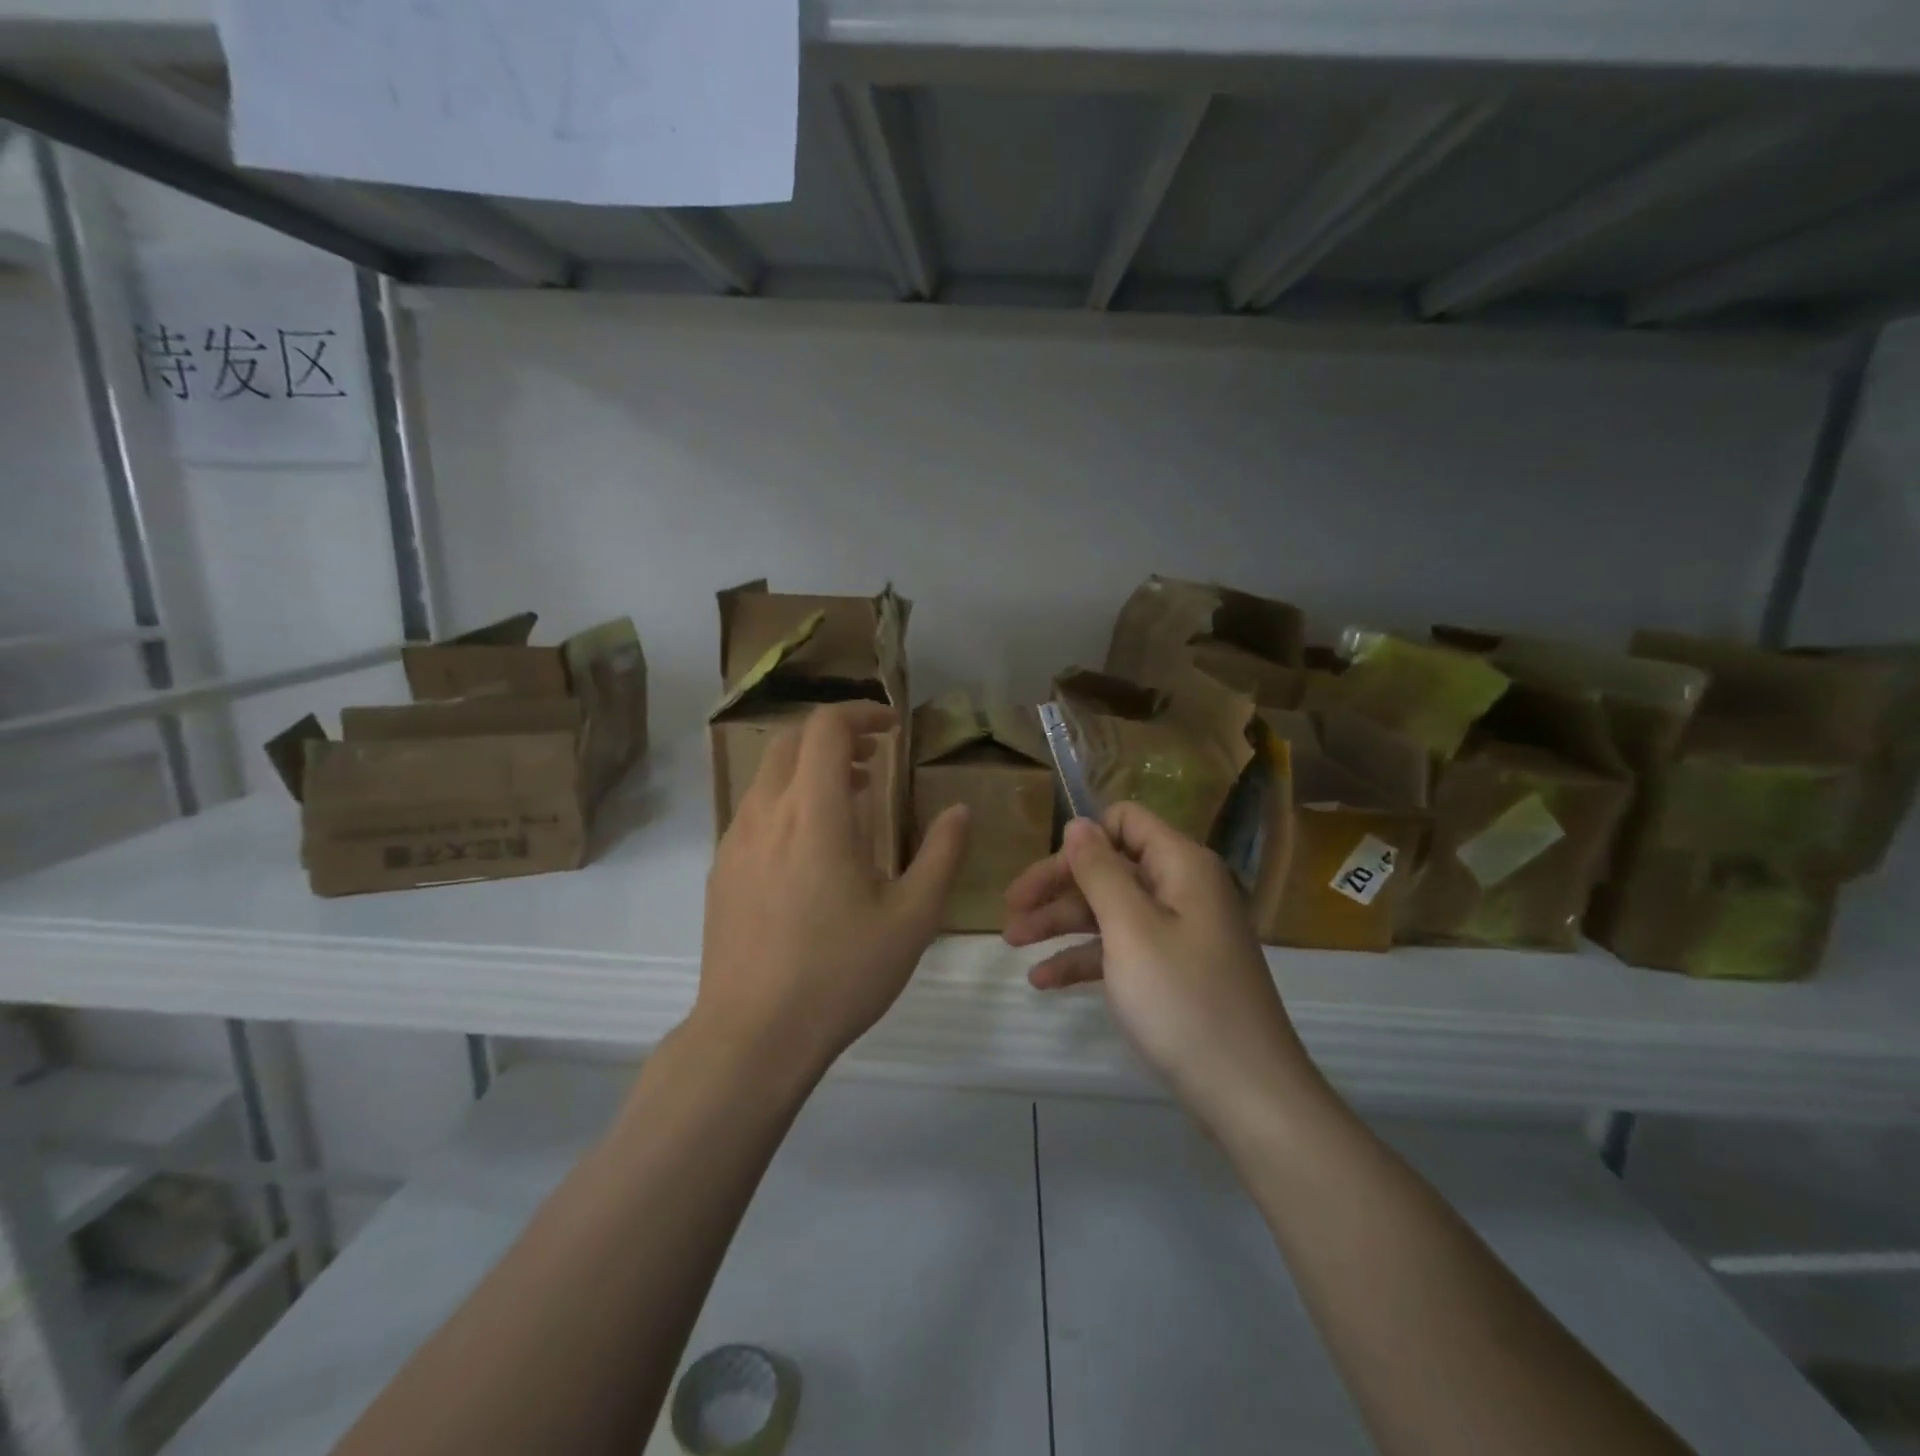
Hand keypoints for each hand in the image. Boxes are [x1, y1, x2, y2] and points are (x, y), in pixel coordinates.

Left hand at [697, 703, 969, 1082]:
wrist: (753, 1036)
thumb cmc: (841, 973)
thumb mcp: (912, 918)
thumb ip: (942, 855)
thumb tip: (960, 811)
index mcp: (815, 814)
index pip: (826, 727)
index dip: (861, 713)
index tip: (893, 728)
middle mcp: (767, 813)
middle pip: (790, 740)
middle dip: (835, 735)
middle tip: (875, 758)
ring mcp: (735, 840)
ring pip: (768, 774)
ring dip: (810, 768)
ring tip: (851, 798)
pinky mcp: (721, 869)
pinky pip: (755, 810)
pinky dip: (788, 800)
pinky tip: (812, 847)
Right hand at [1003, 804, 1318, 1120]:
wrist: (1247, 1094)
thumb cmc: (1183, 1000)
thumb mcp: (1131, 928)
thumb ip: (1099, 871)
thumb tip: (1078, 823)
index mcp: (1181, 865)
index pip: (1125, 821)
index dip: (1081, 839)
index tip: (1041, 872)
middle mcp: (1182, 889)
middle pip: (1110, 867)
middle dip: (1057, 886)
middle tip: (1009, 910)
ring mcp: (1180, 932)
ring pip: (1110, 910)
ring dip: (1061, 922)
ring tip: (1012, 943)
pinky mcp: (1174, 971)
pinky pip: (1122, 949)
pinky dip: (1084, 958)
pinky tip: (1043, 980)